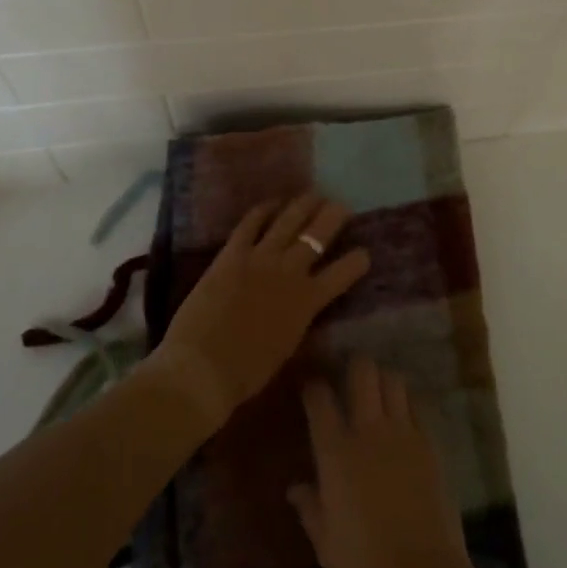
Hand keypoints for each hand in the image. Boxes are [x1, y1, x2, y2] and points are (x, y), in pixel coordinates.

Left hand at [148, 193, 368, 426]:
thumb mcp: (286, 347)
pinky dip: (263, 210)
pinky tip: (271, 204)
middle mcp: (289, 271)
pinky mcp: (232, 253)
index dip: (357, 261)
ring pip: (289, 220)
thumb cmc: (246, 372)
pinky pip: (250, 223)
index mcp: (307, 301)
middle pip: (318, 235)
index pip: (343, 273)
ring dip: (304, 205)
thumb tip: (303, 307)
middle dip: (334, 216)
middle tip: (341, 206)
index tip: (363, 253)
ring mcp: (260, 258)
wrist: (202, 368)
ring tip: (313, 195)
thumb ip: (299, 320)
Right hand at [289, 355, 472, 567]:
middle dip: (355, 364)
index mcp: (336, 452)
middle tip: (350, 374)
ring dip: (384, 380)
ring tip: (379, 391)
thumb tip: (295, 488)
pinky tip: (405, 416)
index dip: (314, 388)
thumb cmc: (363, 564)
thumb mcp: (325, 542)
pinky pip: (418, 406)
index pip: (320, 399)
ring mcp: (403, 432)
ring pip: (394, 380)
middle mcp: (368, 430)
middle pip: (363, 371)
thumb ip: (309, 507)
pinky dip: (408, 403)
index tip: (312, 389)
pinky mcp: (430, 442)